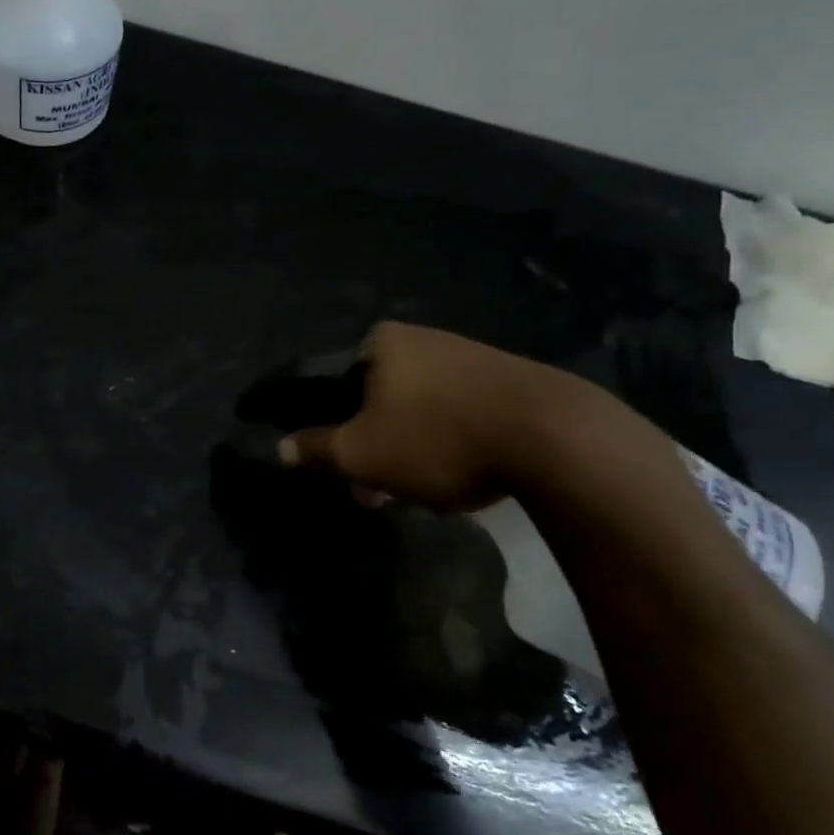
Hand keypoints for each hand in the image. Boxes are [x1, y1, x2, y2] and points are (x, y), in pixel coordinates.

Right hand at [277, 321, 605, 509]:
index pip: (332, 388)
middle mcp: (420, 339)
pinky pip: (454, 413)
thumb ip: (317, 449)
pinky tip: (459, 475)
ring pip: (414, 411)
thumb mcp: (362, 453)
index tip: (341, 471)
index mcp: (379, 343)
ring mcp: (466, 356)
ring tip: (419, 494)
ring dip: (406, 452)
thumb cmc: (437, 437)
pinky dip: (444, 443)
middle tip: (376, 495)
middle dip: (371, 451)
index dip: (329, 433)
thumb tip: (280, 448)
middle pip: (374, 402)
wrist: (553, 436)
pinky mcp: (503, 379)